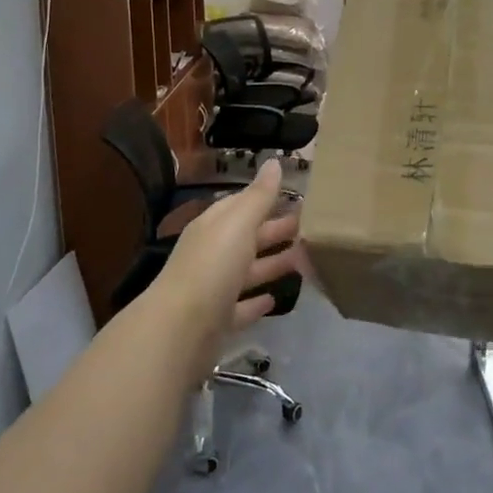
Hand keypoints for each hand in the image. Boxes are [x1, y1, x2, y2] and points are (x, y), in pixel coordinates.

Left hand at [147, 160, 302, 375]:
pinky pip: (241, 307)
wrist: (179, 330)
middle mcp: (211, 254)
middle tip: (313, 228)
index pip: (242, 205)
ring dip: (273, 264)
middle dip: (276, 230)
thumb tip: (274, 161)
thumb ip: (259, 196)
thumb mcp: (239, 224)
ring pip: (248, 271)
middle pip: (248, 237)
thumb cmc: (212, 267)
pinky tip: (275, 300)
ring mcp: (213, 289)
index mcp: (214, 226)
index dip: (267, 199)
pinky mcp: (218, 322)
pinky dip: (257, 302)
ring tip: (307, 260)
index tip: (299, 197)